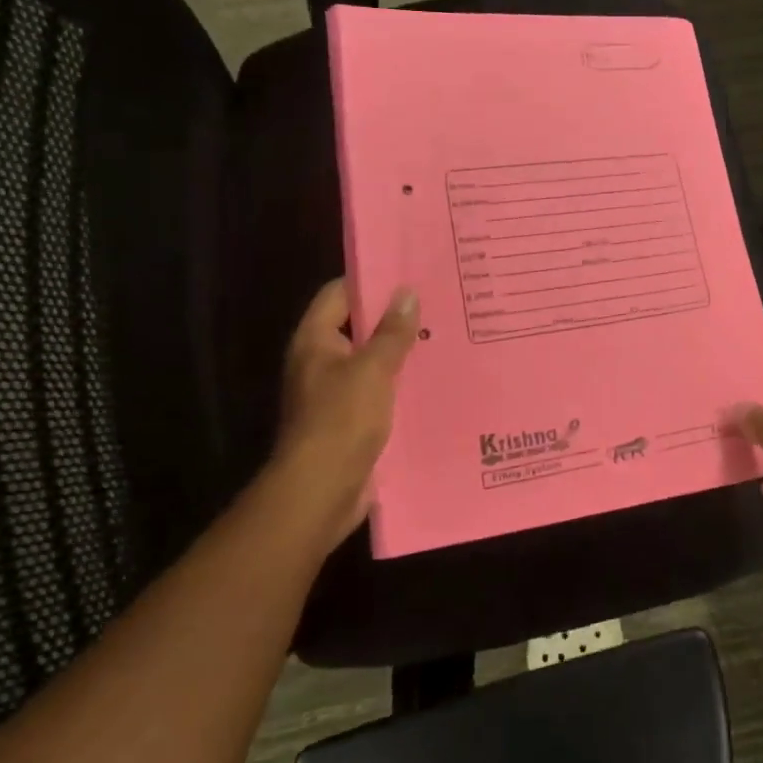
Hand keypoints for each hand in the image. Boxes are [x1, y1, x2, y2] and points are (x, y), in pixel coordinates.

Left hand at [267, 279, 420, 547]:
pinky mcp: (353, 420)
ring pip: (374, 361)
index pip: (339, 294)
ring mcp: (337, 393)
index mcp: (315, 342)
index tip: (411, 272)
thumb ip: (391, 332)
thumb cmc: (341, 420)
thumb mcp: (372, 369)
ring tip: (446, 334)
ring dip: (403, 351)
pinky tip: (436, 378)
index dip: (371, 281)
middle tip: (439, 301)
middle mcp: (322, 362)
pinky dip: (403, 383)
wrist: (321, 491)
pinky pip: (381, 391)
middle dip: (395, 317)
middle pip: (359, 327)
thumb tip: (407, 293)